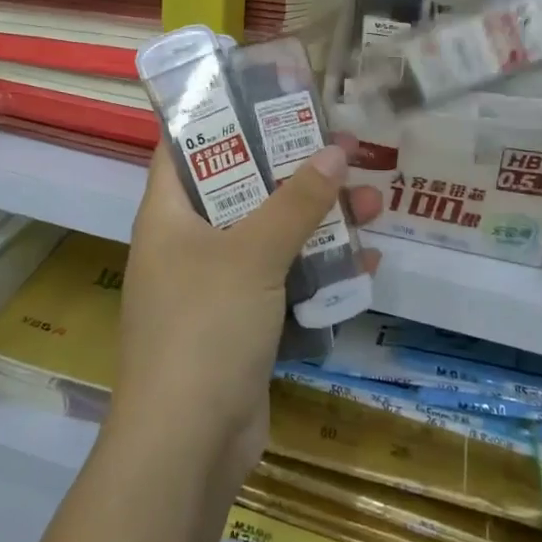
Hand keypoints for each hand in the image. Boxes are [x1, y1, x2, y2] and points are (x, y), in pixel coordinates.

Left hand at [109, 143, 380, 498]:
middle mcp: (187, 243)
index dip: (221, 115)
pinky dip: (319, 270)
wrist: (188, 446)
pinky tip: (367, 260)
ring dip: (318, 220)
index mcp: (168, 214)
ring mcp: (214, 287)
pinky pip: (284, 282)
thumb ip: (296, 201)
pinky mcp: (242, 324)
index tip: (268, 95)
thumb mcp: (253, 253)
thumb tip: (335, 150)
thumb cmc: (205, 326)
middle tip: (343, 147)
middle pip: (242, 189)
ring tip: (373, 199)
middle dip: (294, 170)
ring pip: (270, 236)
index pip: (185, 146)